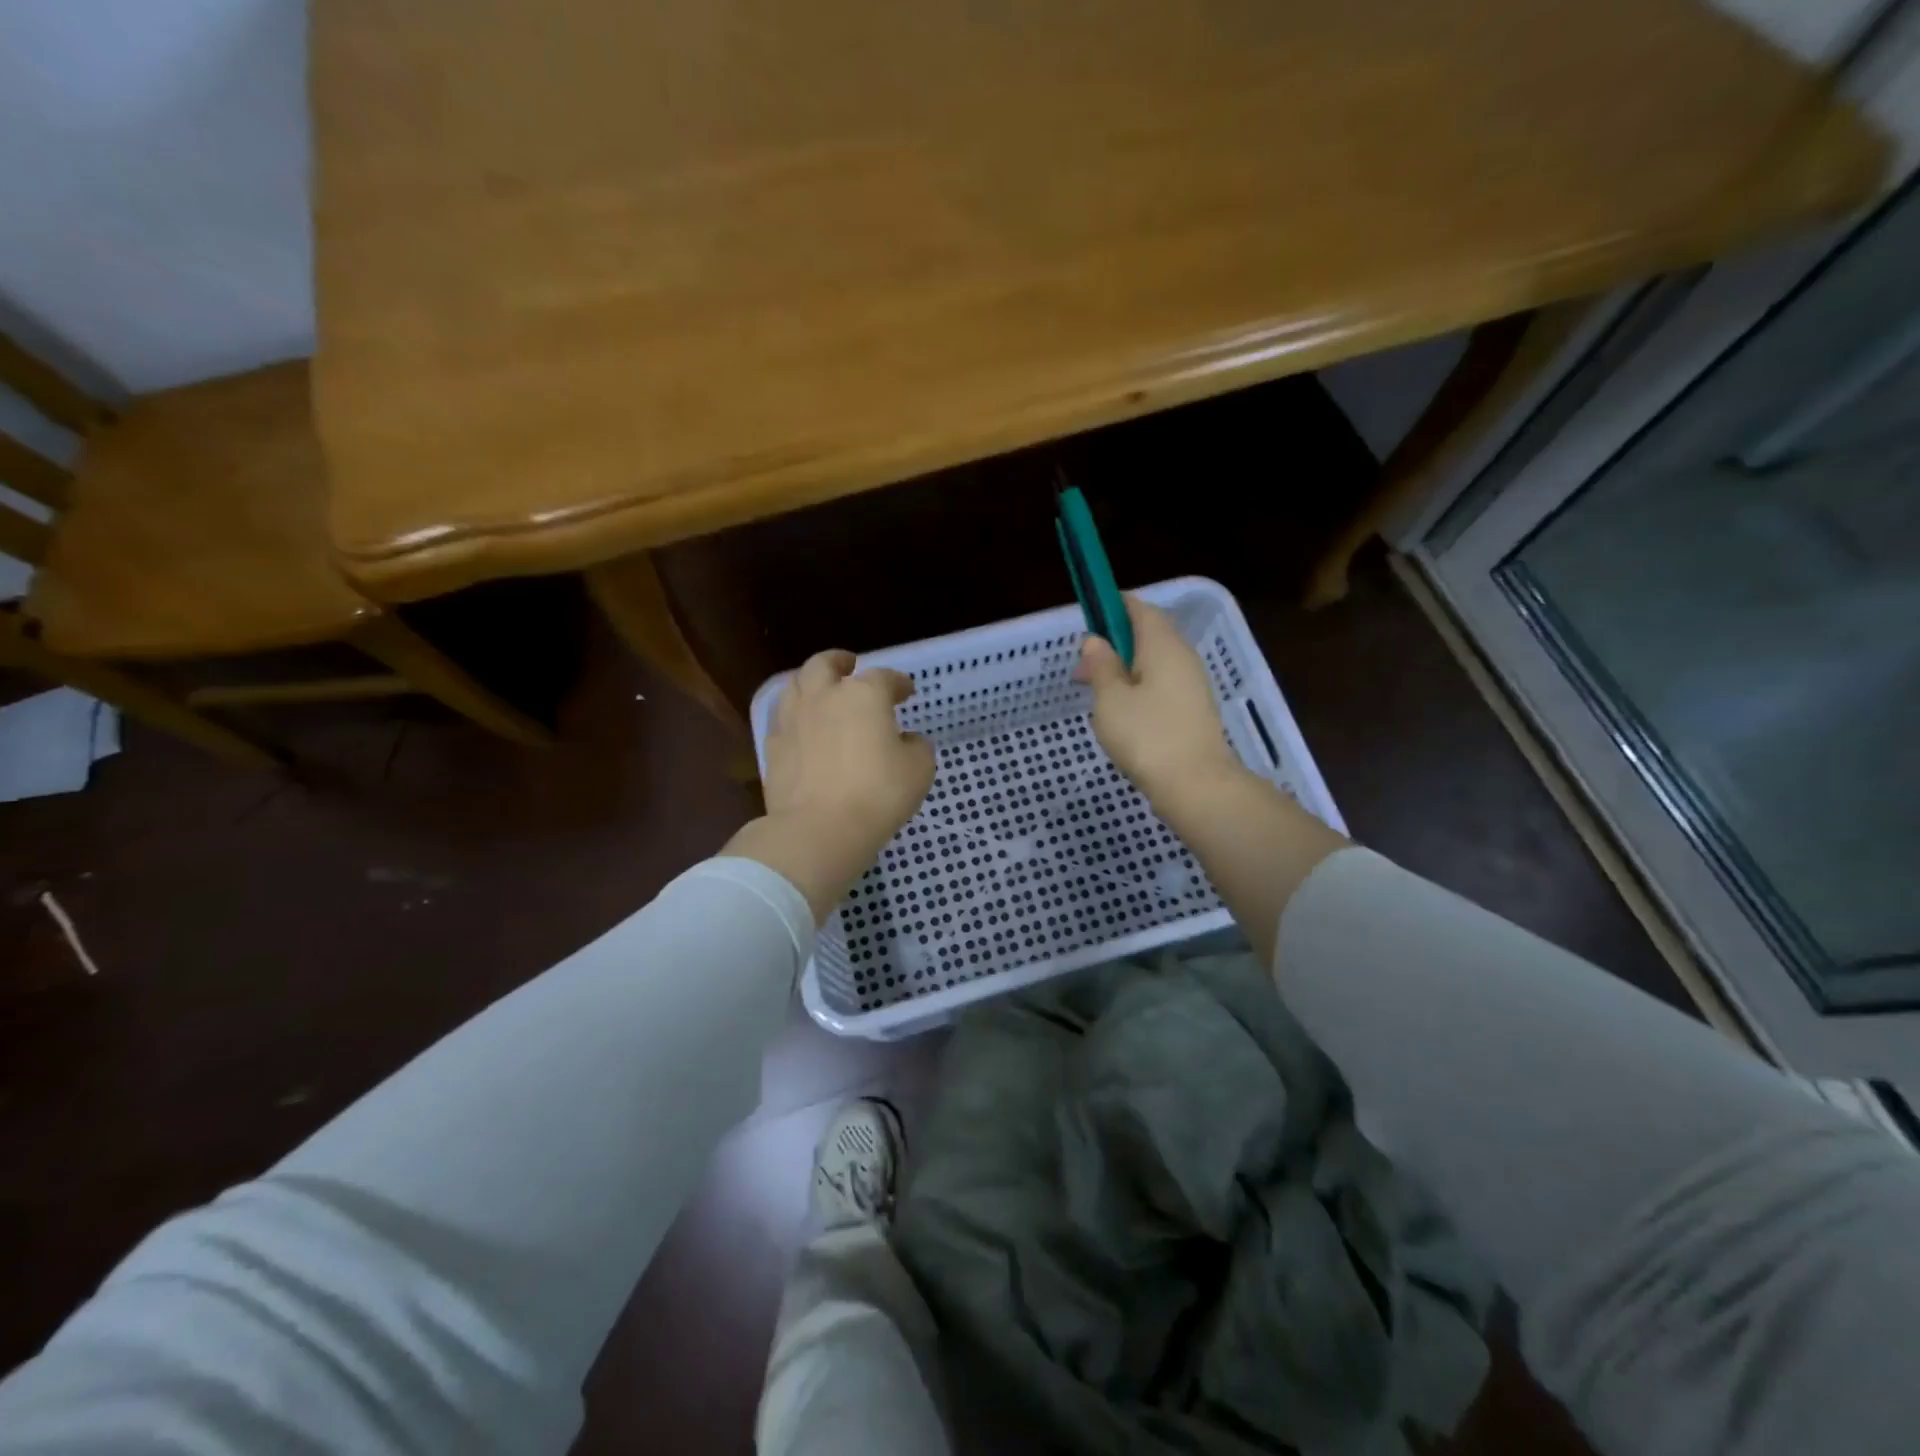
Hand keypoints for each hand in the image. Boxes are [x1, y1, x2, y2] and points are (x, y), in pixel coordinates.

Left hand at [727, 650, 934, 921]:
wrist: (818, 829)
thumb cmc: (878, 794)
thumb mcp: (919, 770)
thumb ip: (916, 747)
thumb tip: (906, 740)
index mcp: (863, 694)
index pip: (884, 677)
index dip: (898, 682)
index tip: (907, 691)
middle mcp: (824, 696)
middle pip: (825, 664)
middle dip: (839, 662)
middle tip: (849, 666)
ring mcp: (793, 719)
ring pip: (795, 685)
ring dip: (811, 684)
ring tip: (821, 693)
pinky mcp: (773, 746)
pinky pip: (782, 719)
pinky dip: (795, 716)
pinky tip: (802, 729)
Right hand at [1076, 597, 1243, 808]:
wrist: (1196, 785)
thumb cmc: (1147, 736)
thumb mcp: (1110, 699)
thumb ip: (1102, 666)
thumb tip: (1096, 641)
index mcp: (1163, 645)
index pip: (1139, 608)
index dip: (1113, 607)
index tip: (1089, 618)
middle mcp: (1182, 657)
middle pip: (1148, 635)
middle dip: (1114, 644)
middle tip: (1083, 667)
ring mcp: (1192, 685)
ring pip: (1154, 663)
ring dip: (1124, 670)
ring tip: (1096, 695)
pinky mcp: (1193, 711)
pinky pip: (1161, 686)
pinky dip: (1138, 689)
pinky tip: (1121, 714)